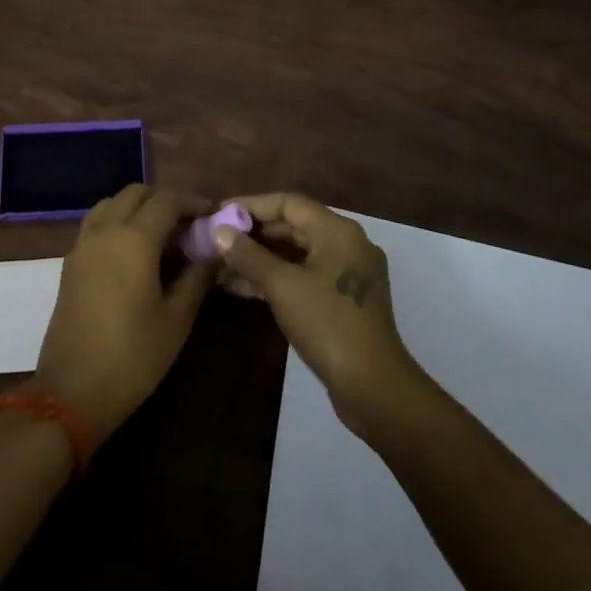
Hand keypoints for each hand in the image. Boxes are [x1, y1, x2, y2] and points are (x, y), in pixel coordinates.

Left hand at [34, 184, 216, 438]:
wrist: (72, 392)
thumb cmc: (132, 356)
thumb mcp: (176, 319)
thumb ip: (197, 277)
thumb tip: (213, 252)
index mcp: (135, 238)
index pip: (168, 200)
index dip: (193, 202)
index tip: (213, 215)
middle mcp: (106, 230)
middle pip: (136, 193)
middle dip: (164, 200)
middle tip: (188, 224)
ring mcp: (83, 244)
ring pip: (112, 204)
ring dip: (137, 207)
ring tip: (161, 234)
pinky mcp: (70, 262)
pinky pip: (96, 223)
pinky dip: (117, 221)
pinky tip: (133, 251)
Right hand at [214, 193, 421, 436]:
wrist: (373, 387)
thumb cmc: (327, 324)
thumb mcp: (282, 285)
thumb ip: (248, 255)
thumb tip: (218, 231)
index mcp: (338, 230)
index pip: (288, 203)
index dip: (251, 205)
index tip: (219, 213)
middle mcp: (345, 244)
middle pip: (292, 226)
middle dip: (253, 233)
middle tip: (217, 239)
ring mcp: (345, 274)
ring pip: (296, 254)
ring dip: (260, 258)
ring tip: (221, 265)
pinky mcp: (341, 300)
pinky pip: (303, 276)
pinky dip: (275, 278)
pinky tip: (242, 287)